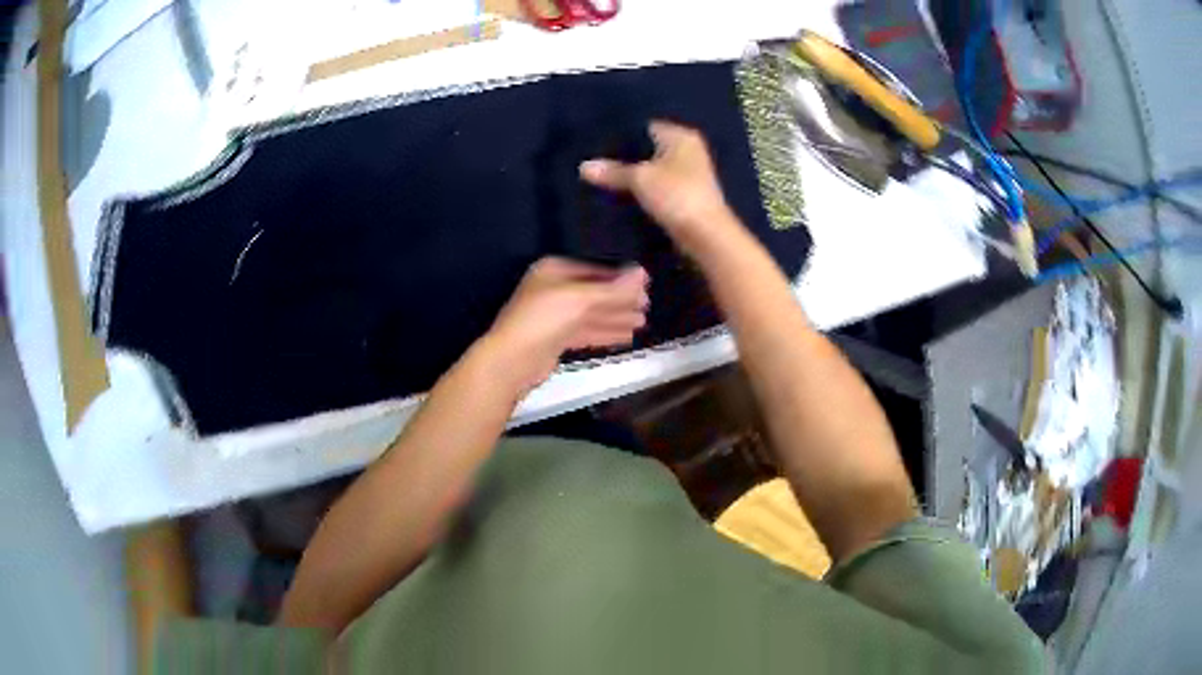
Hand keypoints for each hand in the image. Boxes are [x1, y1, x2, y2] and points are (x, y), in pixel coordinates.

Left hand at [480, 257, 648, 394]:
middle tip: (647, 306)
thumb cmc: (544, 319)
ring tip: (642, 323)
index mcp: (554, 271)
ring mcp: (554, 316)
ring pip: (591, 314)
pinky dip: (605, 333)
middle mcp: (553, 289)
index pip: (594, 270)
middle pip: (594, 293)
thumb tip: (643, 273)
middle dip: (620, 300)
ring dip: (616, 318)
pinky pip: (586, 331)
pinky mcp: (556, 339)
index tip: (645, 285)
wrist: (513, 360)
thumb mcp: (581, 299)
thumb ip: (613, 289)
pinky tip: (625, 337)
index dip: (620, 278)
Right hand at [579, 121, 739, 258]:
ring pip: (652, 169)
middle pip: (648, 149)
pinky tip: (620, 196)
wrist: (706, 236)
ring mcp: (689, 174)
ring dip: (632, 176)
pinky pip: (657, 187)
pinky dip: (642, 191)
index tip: (595, 142)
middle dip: (624, 156)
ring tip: (600, 177)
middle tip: (593, 160)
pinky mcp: (685, 196)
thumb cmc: (676, 196)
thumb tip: (584, 166)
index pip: (645, 126)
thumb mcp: (639, 179)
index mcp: (681, 136)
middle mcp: (688, 150)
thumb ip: (612, 171)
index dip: (622, 134)